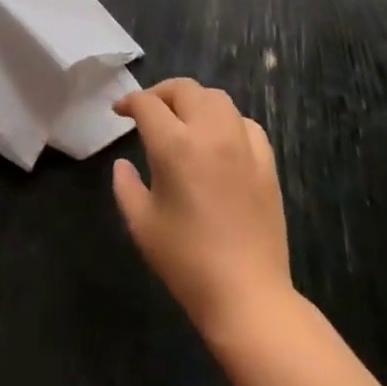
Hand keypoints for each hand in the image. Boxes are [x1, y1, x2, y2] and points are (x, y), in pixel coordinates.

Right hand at [112, 79, 291, 341]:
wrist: (247, 296)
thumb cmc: (186, 262)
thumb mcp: (142, 224)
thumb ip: (126, 186)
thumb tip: (123, 164)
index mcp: (175, 144)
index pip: (148, 104)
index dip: (129, 102)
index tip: (119, 112)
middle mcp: (210, 132)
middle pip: (184, 89)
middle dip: (161, 94)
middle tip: (148, 112)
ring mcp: (243, 144)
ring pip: (217, 98)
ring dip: (195, 101)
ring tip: (183, 119)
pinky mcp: (267, 162)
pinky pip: (245, 123)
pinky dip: (227, 121)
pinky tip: (220, 140)